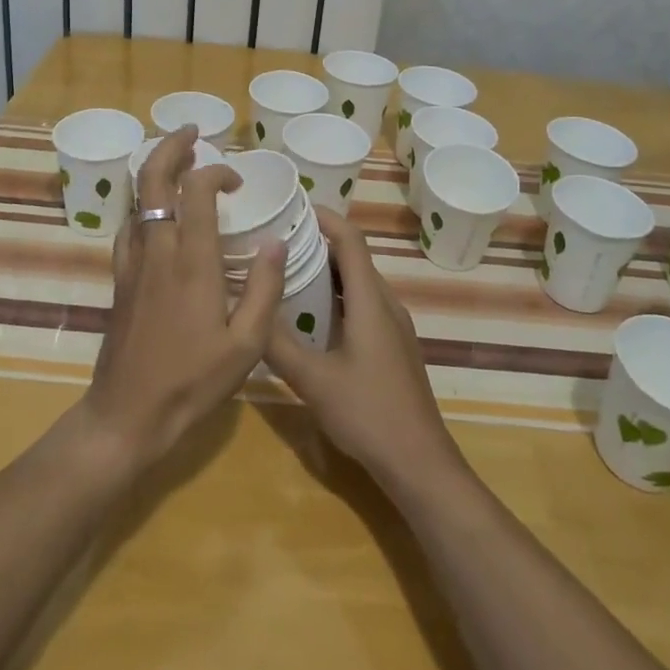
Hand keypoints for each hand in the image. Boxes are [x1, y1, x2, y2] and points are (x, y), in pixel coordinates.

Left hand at [80, 126, 284, 472]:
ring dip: (156, 171)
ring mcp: (132, 262)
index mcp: (192, 260)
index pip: (196, 189)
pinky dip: (144, 204)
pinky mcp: (119, 278)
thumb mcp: (247, 344)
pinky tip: (158, 216)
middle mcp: (157, 249)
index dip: (216, 172)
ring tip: (178, 163)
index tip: (237, 183)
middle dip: (171, 146)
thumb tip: (275, 241)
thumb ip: (264, 288)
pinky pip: (129, 225)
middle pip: (154, 177)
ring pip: (137, 198)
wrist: (127, 415)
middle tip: (192, 133)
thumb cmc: (193, 382)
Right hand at [264, 208, 464, 491]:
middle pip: (353, 257)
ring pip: (358, 283)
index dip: (324, 216)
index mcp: (370, 301)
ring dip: (326, 271)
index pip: (350, 239)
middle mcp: (386, 304)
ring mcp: (394, 327)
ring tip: (287, 271)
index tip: (292, 205)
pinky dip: (337, 296)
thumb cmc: (368, 414)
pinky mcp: (393, 347)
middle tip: (277, 240)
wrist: (420, 464)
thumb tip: (249, 307)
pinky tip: (312, 317)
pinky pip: (363, 304)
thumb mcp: (313, 380)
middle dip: (318, 241)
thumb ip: (278, 344)